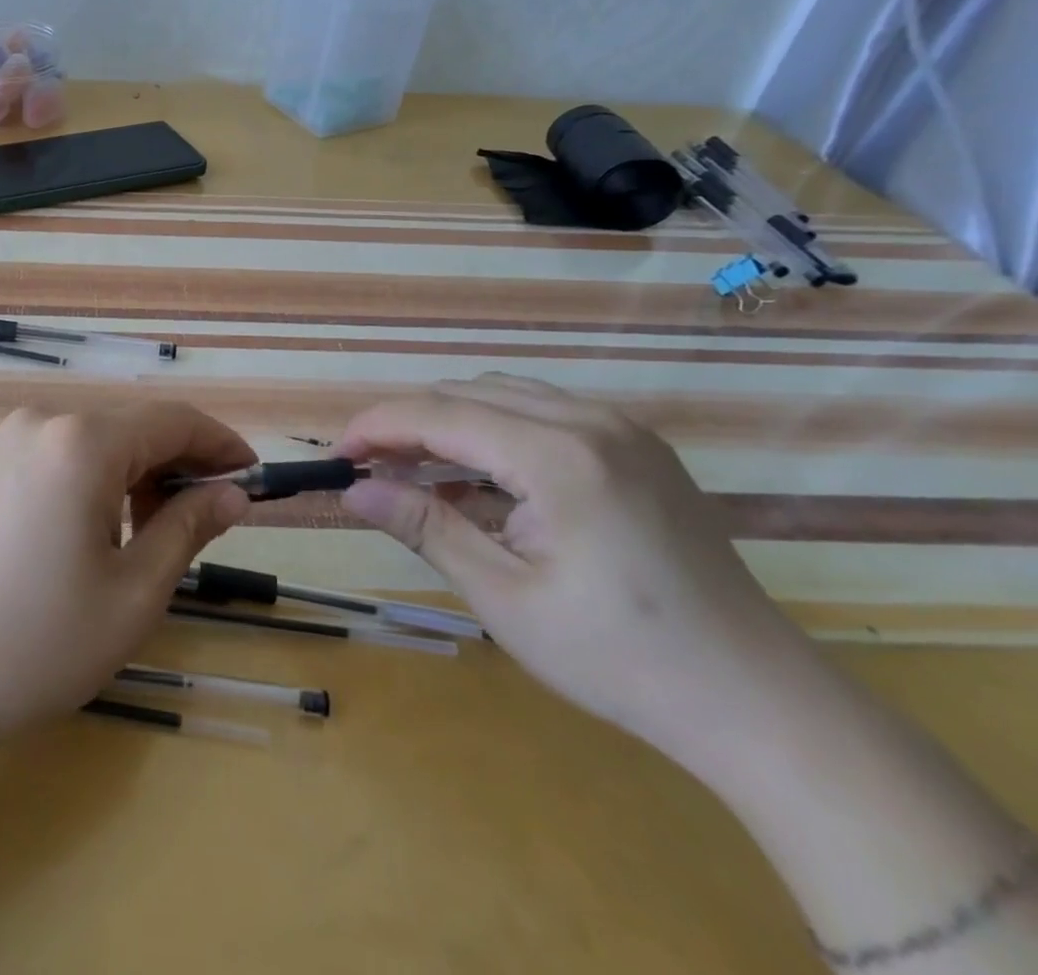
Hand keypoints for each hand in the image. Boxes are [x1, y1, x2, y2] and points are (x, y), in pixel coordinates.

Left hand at [0, 403, 253, 750]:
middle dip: (181, 463)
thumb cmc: (39, 641)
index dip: (220, 445)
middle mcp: (46, 421)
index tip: (254, 478)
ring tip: (159, 533)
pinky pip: (67, 454)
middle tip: (215, 517)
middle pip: (135, 425)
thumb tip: (233, 494)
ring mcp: (12, 440)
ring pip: (101, 440)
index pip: (173, 420)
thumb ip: (188, 528)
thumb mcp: (134, 592)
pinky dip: (102, 478)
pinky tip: (107, 527)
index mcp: (83, 442)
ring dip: (141, 473)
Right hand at [339, 374, 823, 767]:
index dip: (376, 426)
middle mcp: (591, 421)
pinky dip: (493, 432)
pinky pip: (542, 413)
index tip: (336, 456)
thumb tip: (352, 490)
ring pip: (503, 395)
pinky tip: (478, 478)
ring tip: (413, 470)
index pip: (439, 413)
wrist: (759, 702)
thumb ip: (424, 527)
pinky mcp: (637, 447)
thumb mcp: (504, 595)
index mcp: (558, 455)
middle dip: (407, 423)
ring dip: (448, 423)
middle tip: (367, 468)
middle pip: (467, 393)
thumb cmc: (620, 657)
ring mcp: (621, 429)